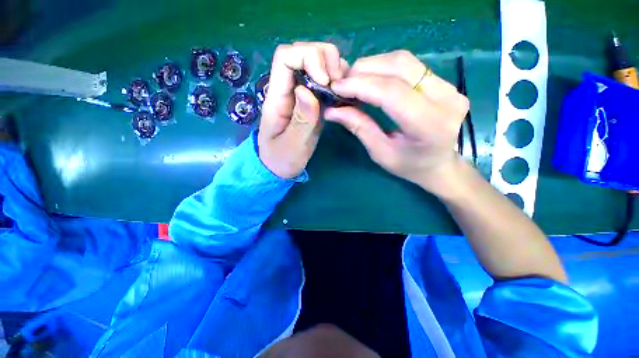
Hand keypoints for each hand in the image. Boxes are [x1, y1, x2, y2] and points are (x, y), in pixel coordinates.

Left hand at [259, 42, 347, 178]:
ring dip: (334, 70)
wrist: (280, 167)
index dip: (309, 57)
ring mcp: (302, 95)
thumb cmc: (282, 159)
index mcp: (277, 97)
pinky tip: (345, 96)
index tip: (326, 81)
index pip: (286, 57)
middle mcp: (289, 90)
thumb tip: (306, 90)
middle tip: (339, 84)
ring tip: (344, 91)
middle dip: (326, 59)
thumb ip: (301, 120)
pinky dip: (338, 84)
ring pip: (317, 65)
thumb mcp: (292, 145)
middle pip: (303, 53)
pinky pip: (325, 84)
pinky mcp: (312, 104)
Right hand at [324, 50, 468, 194]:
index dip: (360, 85)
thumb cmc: (409, 166)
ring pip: (404, 61)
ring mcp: (449, 87)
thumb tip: (332, 110)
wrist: (439, 164)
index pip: (392, 92)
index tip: (336, 87)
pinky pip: (409, 65)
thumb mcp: (380, 153)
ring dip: (372, 66)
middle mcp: (446, 99)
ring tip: (353, 81)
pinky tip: (370, 79)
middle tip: (342, 83)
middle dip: (364, 70)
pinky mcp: (445, 82)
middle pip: (399, 67)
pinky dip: (384, 68)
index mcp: (430, 126)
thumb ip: (359, 127)